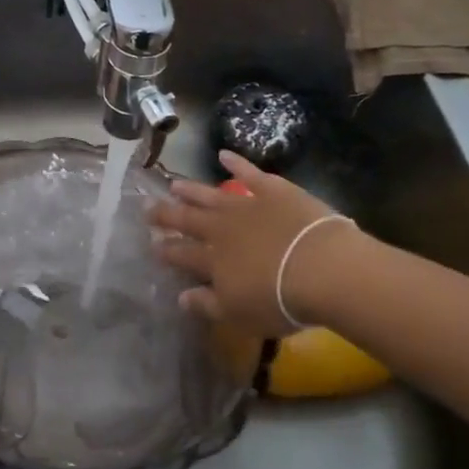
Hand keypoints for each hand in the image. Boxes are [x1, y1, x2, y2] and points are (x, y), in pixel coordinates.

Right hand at [149, 151, 363, 336]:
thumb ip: (207, 304)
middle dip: (167, 214)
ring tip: (174, 184)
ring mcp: (246, 205)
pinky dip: (236, 163)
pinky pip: (249, 173)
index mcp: (213, 261)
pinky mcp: (272, 191)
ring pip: (211, 195)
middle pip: (189, 219)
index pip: (183, 254)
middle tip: (147, 206)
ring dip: (192, 190)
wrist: (321, 268)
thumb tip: (180, 296)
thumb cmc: (280, 300)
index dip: (166, 249)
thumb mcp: (239, 314)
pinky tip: (223, 154)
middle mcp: (222, 229)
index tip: (152, 244)